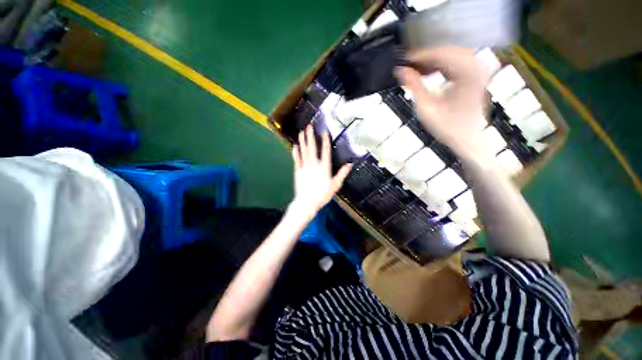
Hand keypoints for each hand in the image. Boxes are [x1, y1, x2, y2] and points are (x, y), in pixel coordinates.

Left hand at [289, 125, 351, 219]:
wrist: (307, 202)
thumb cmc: (322, 194)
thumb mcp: (335, 185)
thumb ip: (342, 174)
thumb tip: (350, 164)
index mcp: (324, 167)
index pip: (325, 150)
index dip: (325, 140)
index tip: (324, 131)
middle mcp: (314, 164)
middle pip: (312, 147)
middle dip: (311, 136)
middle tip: (309, 126)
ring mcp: (304, 166)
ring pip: (303, 151)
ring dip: (302, 140)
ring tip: (301, 131)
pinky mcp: (298, 170)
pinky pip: (296, 159)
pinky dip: (295, 152)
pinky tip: (294, 145)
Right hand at [395, 46, 492, 161]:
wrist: (467, 138)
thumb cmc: (447, 128)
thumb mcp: (426, 108)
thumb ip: (414, 87)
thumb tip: (400, 71)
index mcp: (467, 75)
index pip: (442, 54)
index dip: (421, 56)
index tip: (404, 60)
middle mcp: (476, 68)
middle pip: (449, 51)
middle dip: (427, 56)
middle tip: (408, 65)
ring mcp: (478, 70)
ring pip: (453, 54)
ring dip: (434, 59)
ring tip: (417, 69)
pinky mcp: (476, 75)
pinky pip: (458, 61)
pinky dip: (443, 64)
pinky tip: (430, 71)